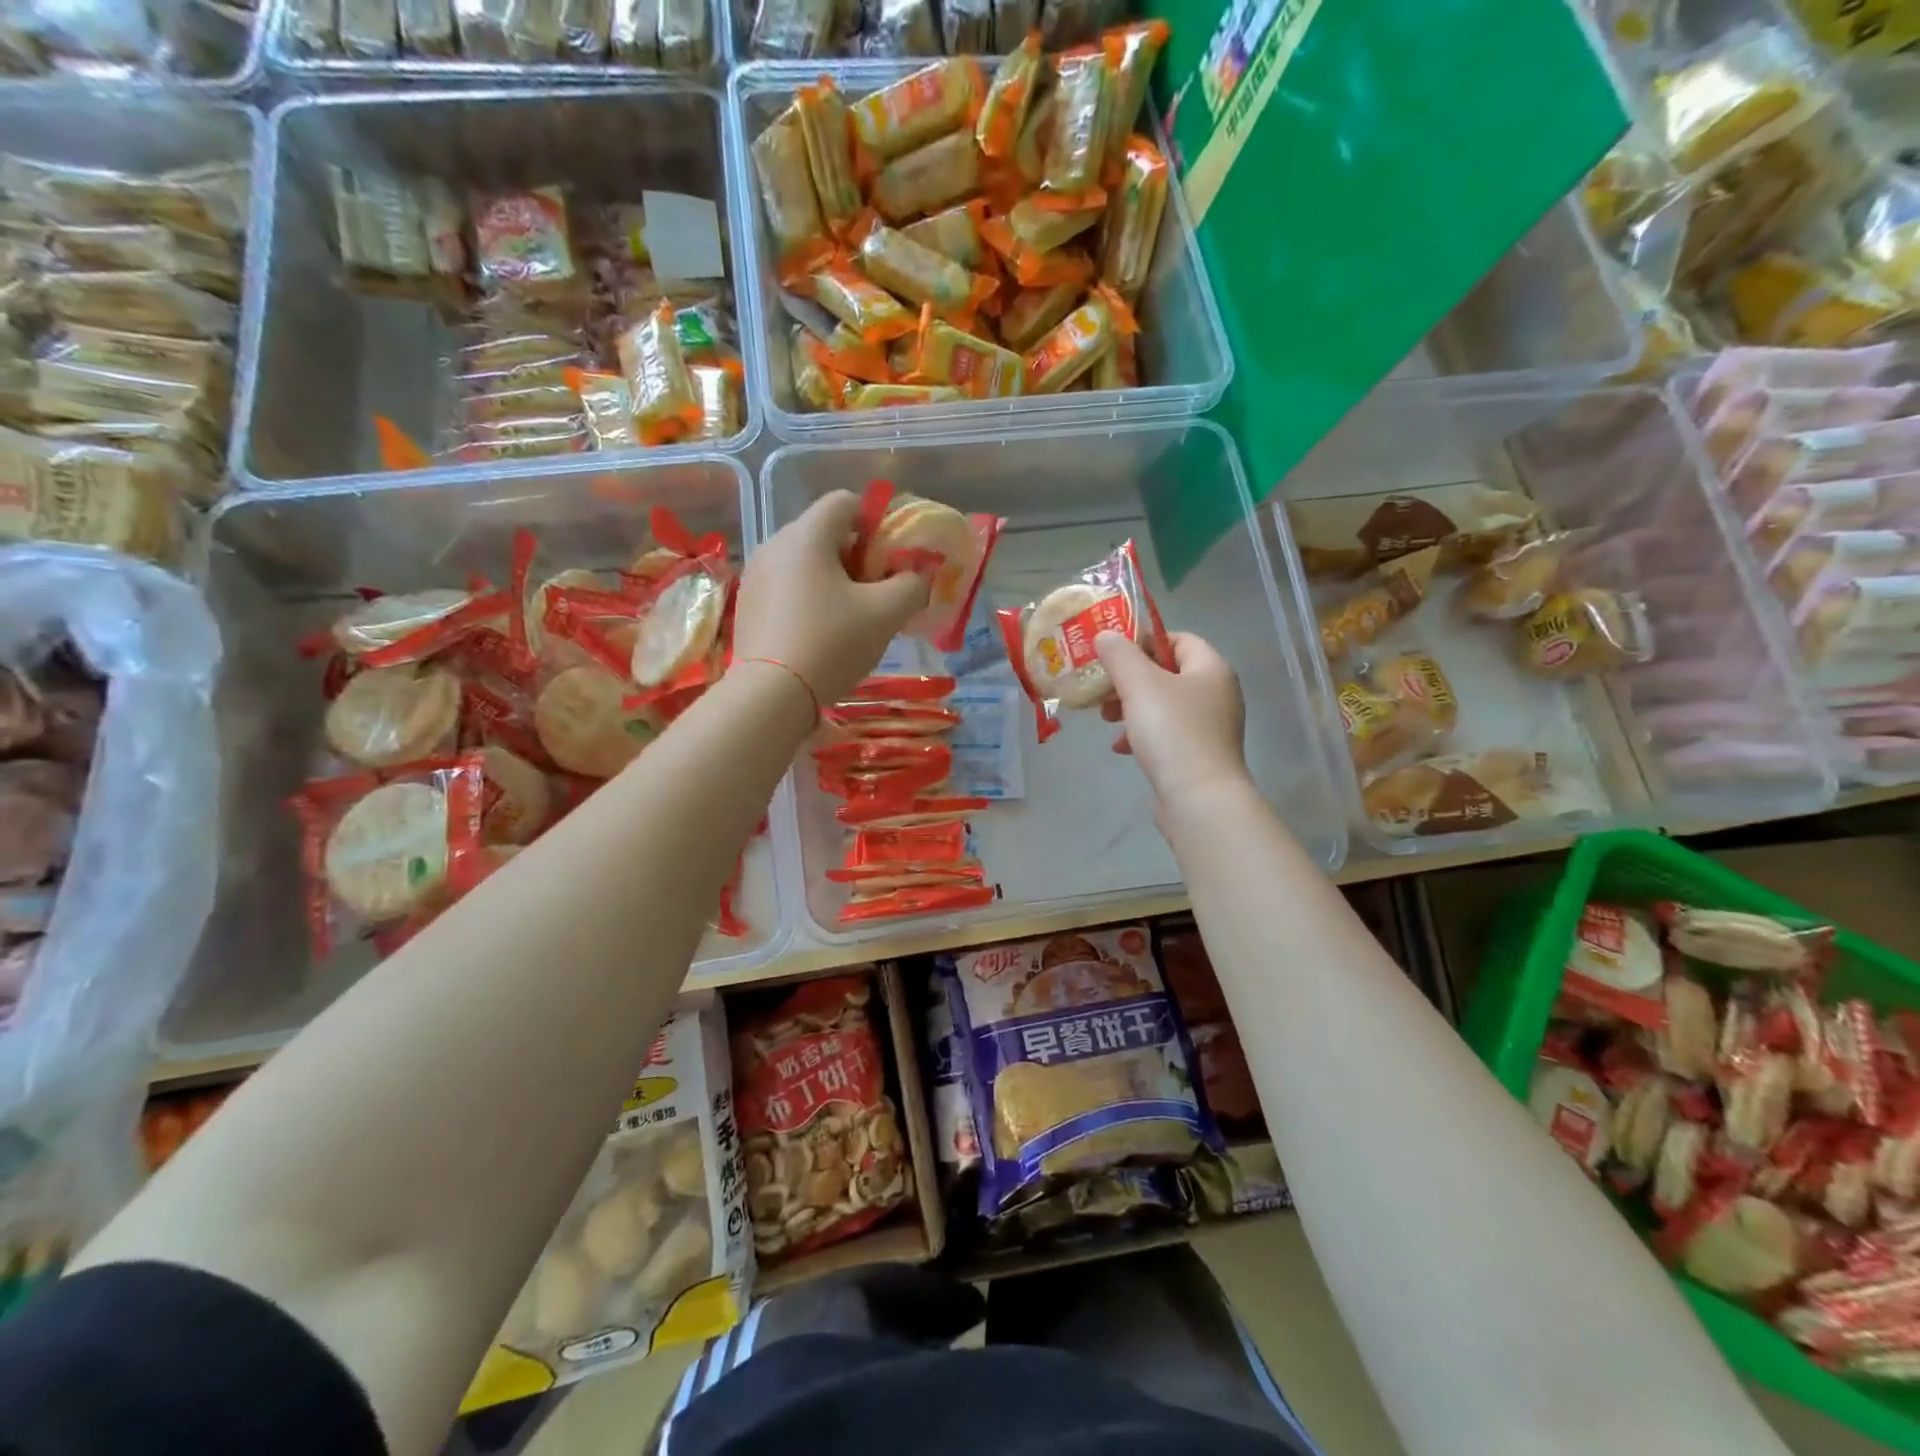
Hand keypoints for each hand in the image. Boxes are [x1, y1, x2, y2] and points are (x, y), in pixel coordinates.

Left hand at [735, 491, 929, 708]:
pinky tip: (818, 634)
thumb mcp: (886, 614)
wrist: (771, 695)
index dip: (875, 522)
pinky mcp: (747, 605)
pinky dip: (807, 599)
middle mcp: (775, 544)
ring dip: (832, 580)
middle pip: (824, 533)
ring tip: (849, 618)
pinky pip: (785, 587)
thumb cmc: (832, 644)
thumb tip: (916, 576)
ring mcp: (755, 575)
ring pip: (804, 562)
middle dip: (856, 556)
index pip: (846, 502)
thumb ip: (911, 585)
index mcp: (807, 535)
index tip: (889, 559)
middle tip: (875, 593)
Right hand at [1096, 630, 1251, 810]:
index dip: (1145, 640)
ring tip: (1107, 720)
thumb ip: (1120, 655)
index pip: (1179, 638)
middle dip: (1131, 680)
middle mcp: (1217, 694)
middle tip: (1104, 690)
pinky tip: (1122, 748)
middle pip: (1168, 673)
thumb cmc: (1172, 732)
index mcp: (1211, 669)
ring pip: (1164, 705)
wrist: (1199, 798)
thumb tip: (1106, 635)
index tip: (1113, 654)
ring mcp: (1211, 727)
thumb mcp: (1139, 684)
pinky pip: (1168, 734)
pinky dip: (1143, 735)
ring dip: (1132, 708)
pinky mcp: (1200, 756)